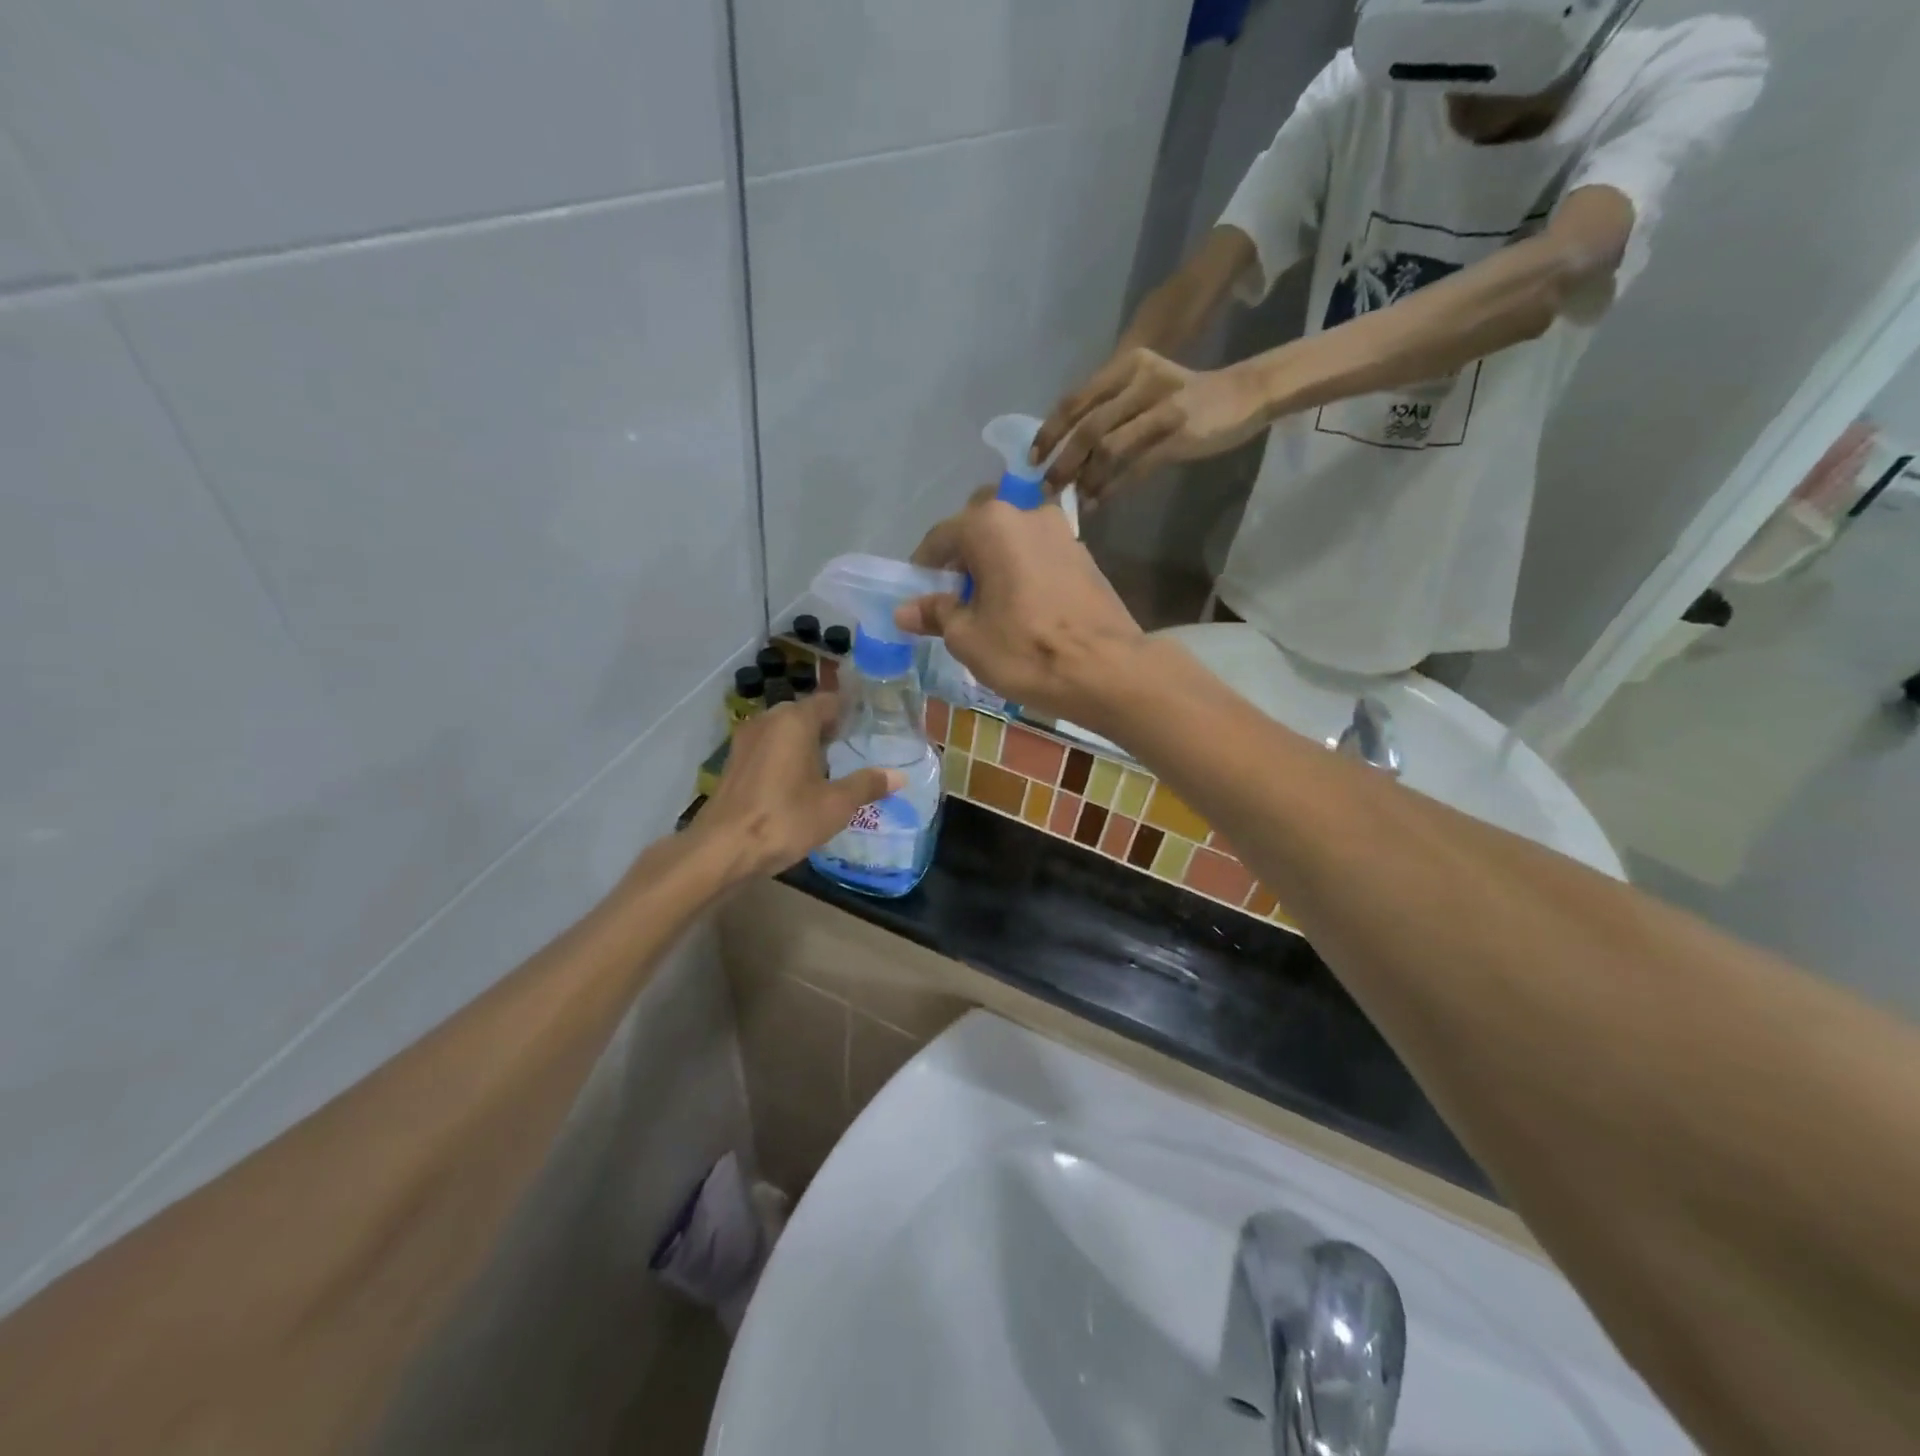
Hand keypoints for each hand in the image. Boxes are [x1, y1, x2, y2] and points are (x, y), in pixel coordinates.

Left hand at [694, 694, 901, 883]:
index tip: (871, 725)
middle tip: (856, 749)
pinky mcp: (733, 765)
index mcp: (794, 721)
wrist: (722, 850)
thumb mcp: (835, 804)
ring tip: (831, 768)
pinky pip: (768, 750)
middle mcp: (767, 721)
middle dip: (829, 729)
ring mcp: (745, 742)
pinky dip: (785, 759)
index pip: (829, 701)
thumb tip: (899, 776)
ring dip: (806, 745)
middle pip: (805, 715)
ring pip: (784, 733)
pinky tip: (799, 785)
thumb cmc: (785, 819)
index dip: (851, 711)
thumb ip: (867, 785)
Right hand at [896, 499, 1144, 726]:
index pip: (941, 538)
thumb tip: (905, 610)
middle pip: (980, 532)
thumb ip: (936, 614)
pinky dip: (1023, 576)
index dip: (924, 568)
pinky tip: (1023, 612)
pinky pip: (1039, 558)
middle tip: (956, 604)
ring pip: (1013, 544)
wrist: (1109, 671)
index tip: (918, 597)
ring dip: (995, 568)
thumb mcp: (968, 638)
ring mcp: (1063, 533)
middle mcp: (1028, 514)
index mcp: (991, 524)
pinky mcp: (1086, 557)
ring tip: (990, 611)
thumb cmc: (1027, 651)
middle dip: (963, 563)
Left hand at [1031, 348, 1270, 501]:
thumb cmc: (1183, 398)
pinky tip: (1098, 501)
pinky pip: (1134, 467)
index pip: (1076, 400)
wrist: (1240, 397)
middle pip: (1088, 426)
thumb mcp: (1143, 391)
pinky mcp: (1178, 435)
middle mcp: (1140, 381)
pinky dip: (1112, 487)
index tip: (1033, 459)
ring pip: (1108, 448)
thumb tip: (1067, 451)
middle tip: (1047, 488)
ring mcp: (1160, 408)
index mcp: (1126, 366)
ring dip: (1085, 478)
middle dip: (1062, 462)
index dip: (1049, 431)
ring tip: (1074, 498)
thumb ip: (1108, 412)